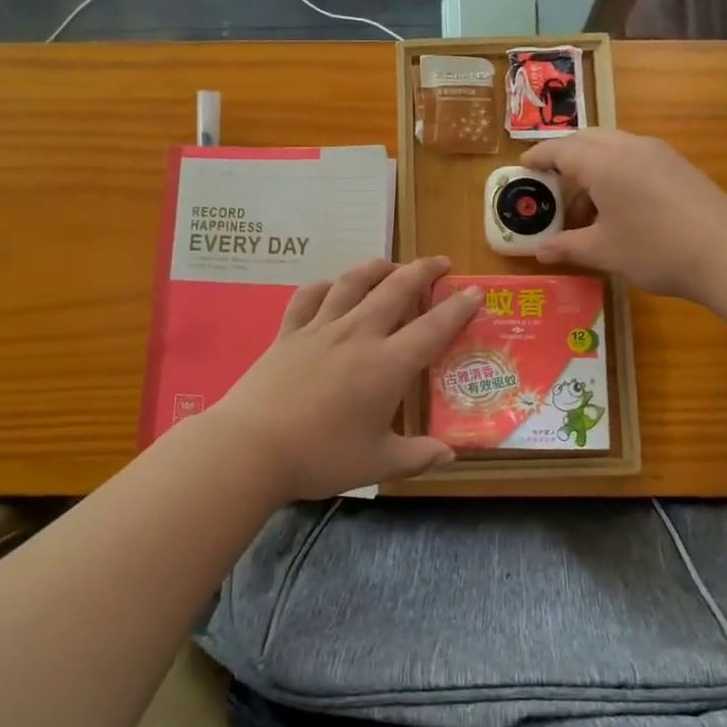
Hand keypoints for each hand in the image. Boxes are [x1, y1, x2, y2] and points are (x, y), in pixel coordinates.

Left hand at [208, 256, 483, 501]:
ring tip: (392, 265)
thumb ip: (418, 457)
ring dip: (378, 267)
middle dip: (423, 271)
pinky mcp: (289, 333)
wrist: (252, 448)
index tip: (475, 291)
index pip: (433, 327)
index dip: (458, 308)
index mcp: (388, 365)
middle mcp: (358, 335)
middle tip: (441, 263)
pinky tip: (333, 286)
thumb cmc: (321, 457)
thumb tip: (451, 455)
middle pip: (396, 289)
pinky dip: (326, 286)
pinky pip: (309, 297)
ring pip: (354, 283)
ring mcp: (320, 329)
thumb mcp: (378, 464)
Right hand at [521, 129, 726, 299]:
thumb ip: (568, 247)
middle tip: (551, 187)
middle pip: (586, 139)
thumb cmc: (655, 250)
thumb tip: (540, 252)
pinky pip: (634, 156)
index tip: (523, 167)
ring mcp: (657, 152)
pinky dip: (615, 171)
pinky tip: (618, 206)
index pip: (560, 149)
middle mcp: (628, 146)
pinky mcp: (677, 164)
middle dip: (564, 157)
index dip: (538, 157)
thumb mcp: (604, 251)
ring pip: (612, 146)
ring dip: (591, 167)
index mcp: (603, 162)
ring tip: (586, 209)